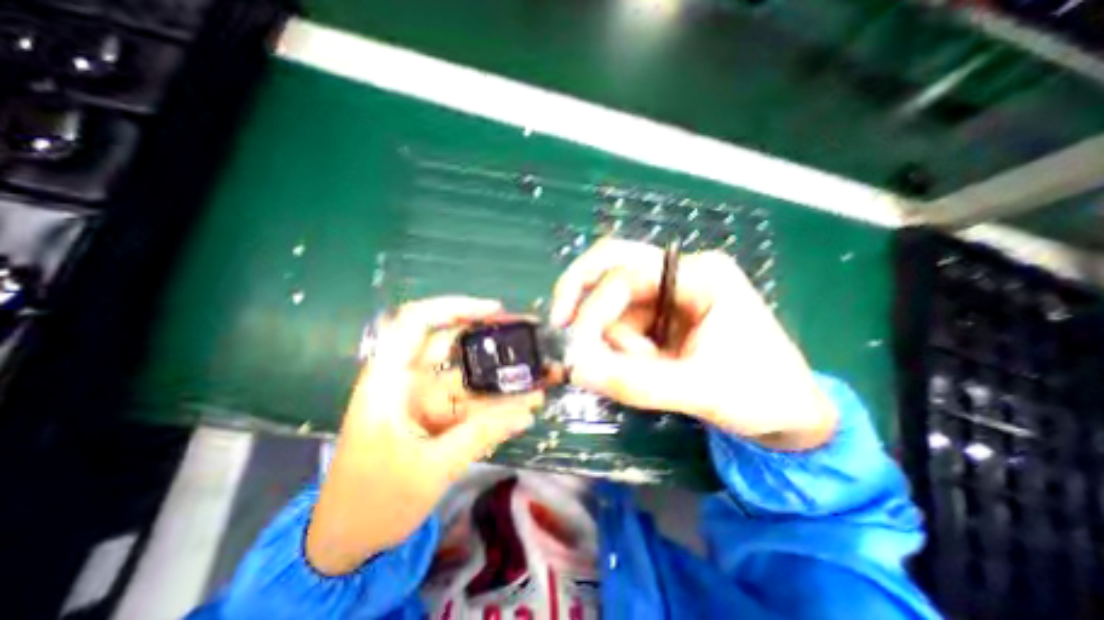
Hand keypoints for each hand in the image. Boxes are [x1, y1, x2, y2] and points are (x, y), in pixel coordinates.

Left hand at [302, 294, 541, 575]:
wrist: (347, 542)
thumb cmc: (374, 503)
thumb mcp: (431, 469)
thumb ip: (481, 435)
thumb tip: (527, 412)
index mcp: (389, 382)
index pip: (416, 322)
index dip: (455, 307)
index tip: (495, 310)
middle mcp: (406, 381)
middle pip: (449, 344)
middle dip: (489, 339)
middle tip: (527, 338)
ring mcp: (422, 399)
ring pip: (466, 376)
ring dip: (499, 379)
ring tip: (537, 381)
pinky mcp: (434, 416)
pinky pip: (469, 402)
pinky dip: (494, 405)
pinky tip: (522, 409)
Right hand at [552, 241, 837, 450]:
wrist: (790, 415)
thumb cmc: (762, 394)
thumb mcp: (701, 390)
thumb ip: (636, 382)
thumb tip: (578, 369)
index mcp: (701, 275)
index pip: (628, 273)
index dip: (595, 308)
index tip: (577, 349)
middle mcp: (680, 275)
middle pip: (613, 264)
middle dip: (581, 292)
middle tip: (561, 323)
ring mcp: (668, 296)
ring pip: (613, 302)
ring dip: (612, 337)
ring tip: (646, 369)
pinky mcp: (661, 319)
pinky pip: (621, 323)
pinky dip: (617, 346)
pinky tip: (641, 366)